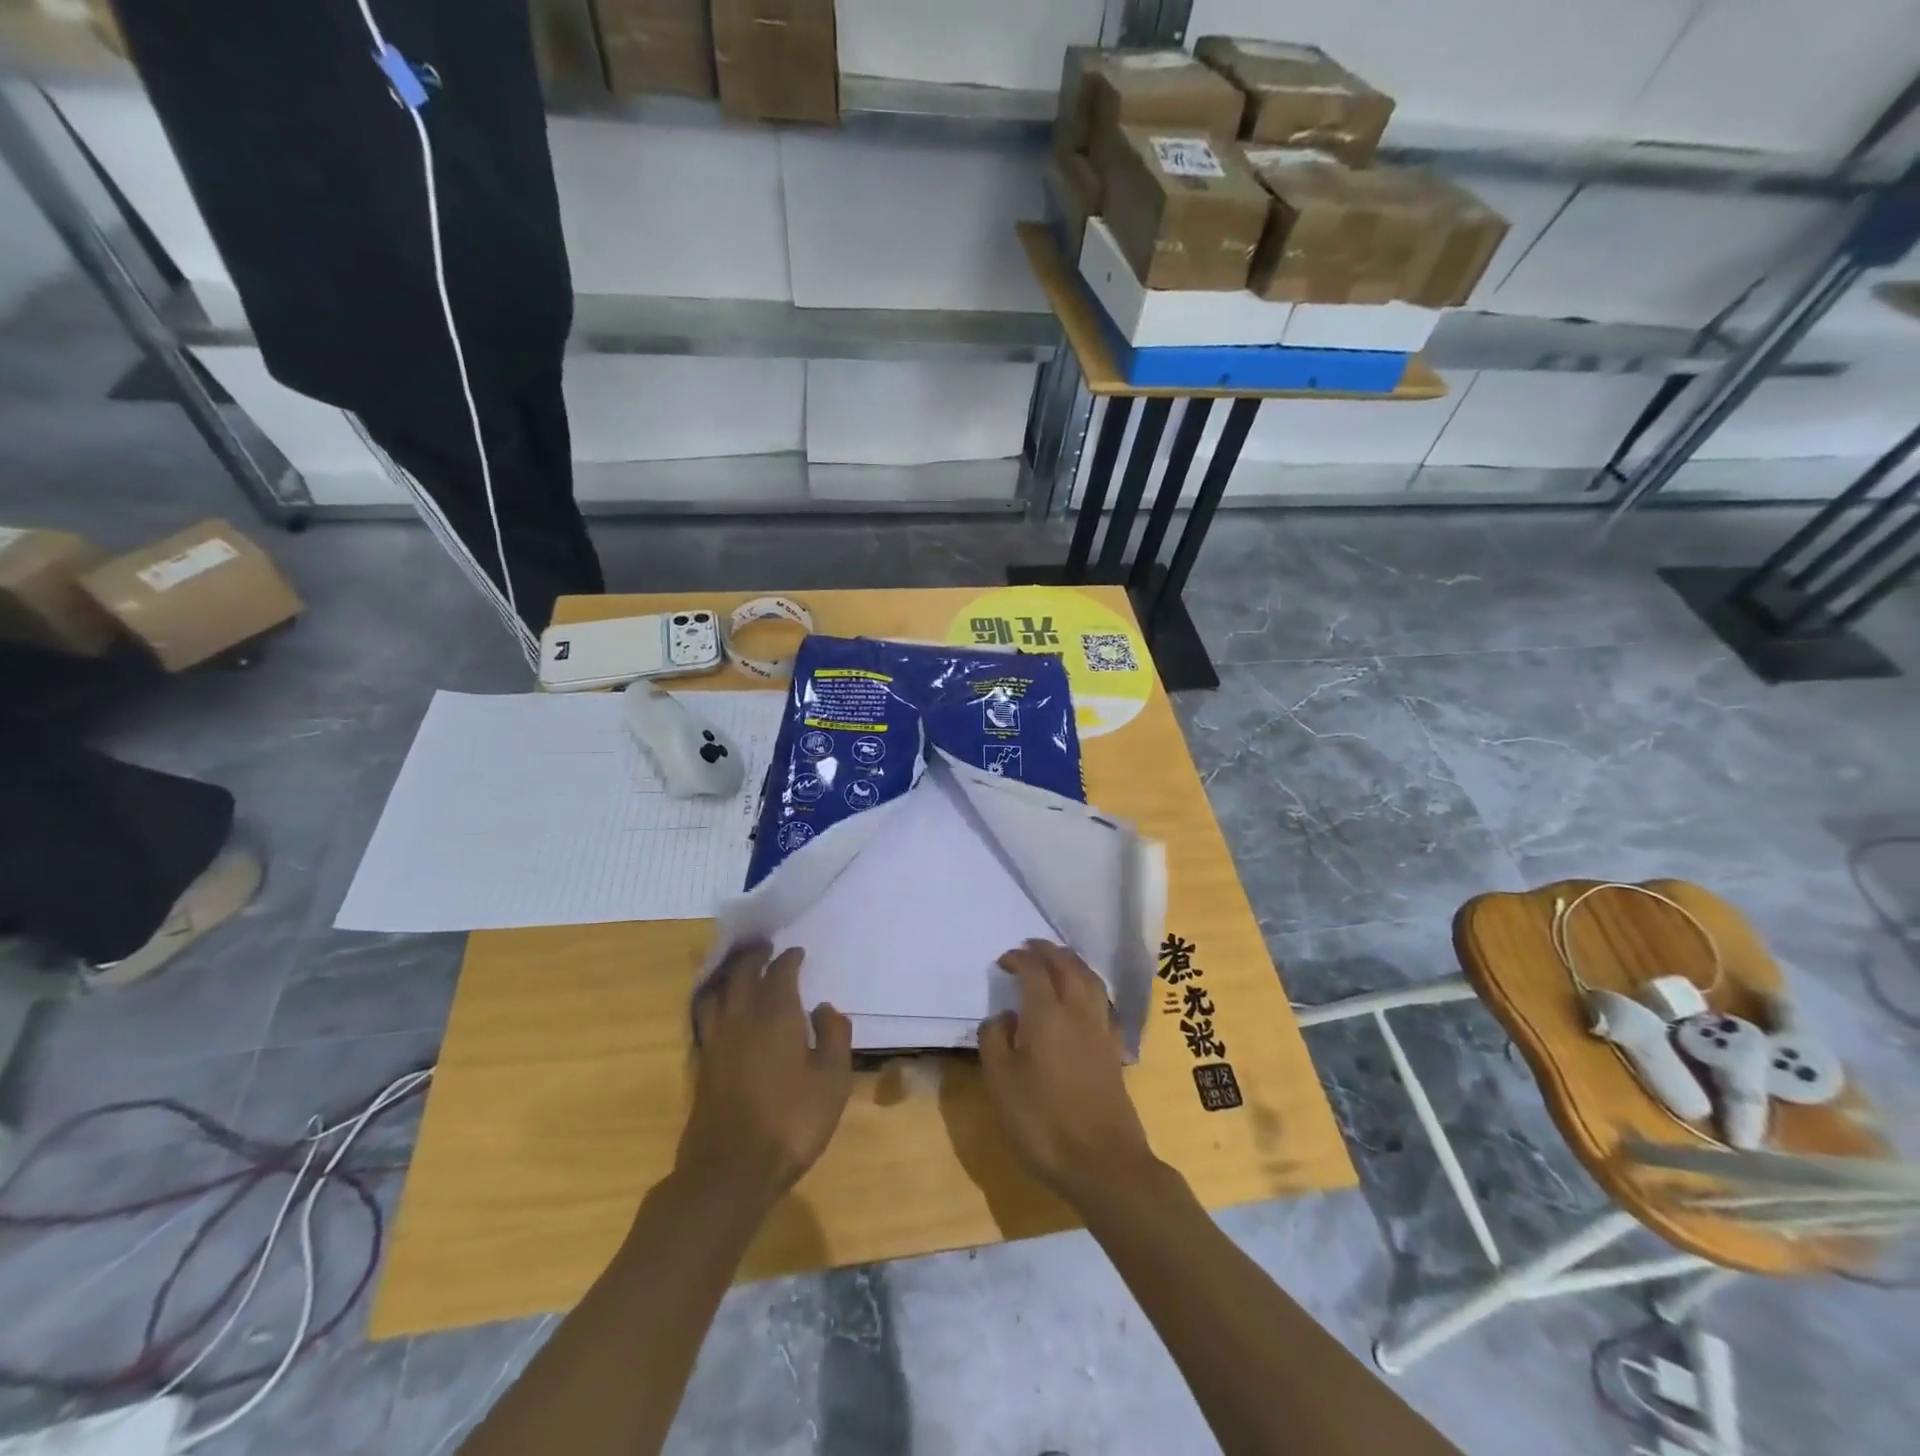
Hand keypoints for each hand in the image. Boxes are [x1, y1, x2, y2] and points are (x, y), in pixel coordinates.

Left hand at [676, 943, 852, 1208]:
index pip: (780, 973)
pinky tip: (720, 1009)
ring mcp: (716, 1042)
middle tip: (763, 947)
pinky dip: (713, 1001)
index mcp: (776, 1015)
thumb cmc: (791, 1121)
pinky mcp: (701, 1065)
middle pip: (741, 974)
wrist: (731, 1170)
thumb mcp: (832, 1080)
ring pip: (715, 993)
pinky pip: (704, 1017)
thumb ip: (834, 1037)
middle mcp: (741, 1018)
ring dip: (727, 975)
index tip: (796, 952)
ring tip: (736, 969)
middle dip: (753, 956)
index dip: (789, 959)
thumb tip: (824, 1008)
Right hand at [977, 940, 1157, 1206]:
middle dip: (1048, 951)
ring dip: (1072, 962)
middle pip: (1068, 966)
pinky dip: (1090, 986)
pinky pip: (1103, 1000)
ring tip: (1058, 961)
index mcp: (1047, 1015)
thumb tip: (1003, 1016)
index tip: (1003, 961)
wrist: (1103, 1162)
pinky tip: (1084, 998)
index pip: (1034, 970)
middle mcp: (1078, 1012)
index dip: (1019, 958)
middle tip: (1031, 947)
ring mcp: (1101, 1030)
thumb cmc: (1043, 1123)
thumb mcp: (1001, 1084)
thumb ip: (995, 1041)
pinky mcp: (1114, 1049)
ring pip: (1090, 979)